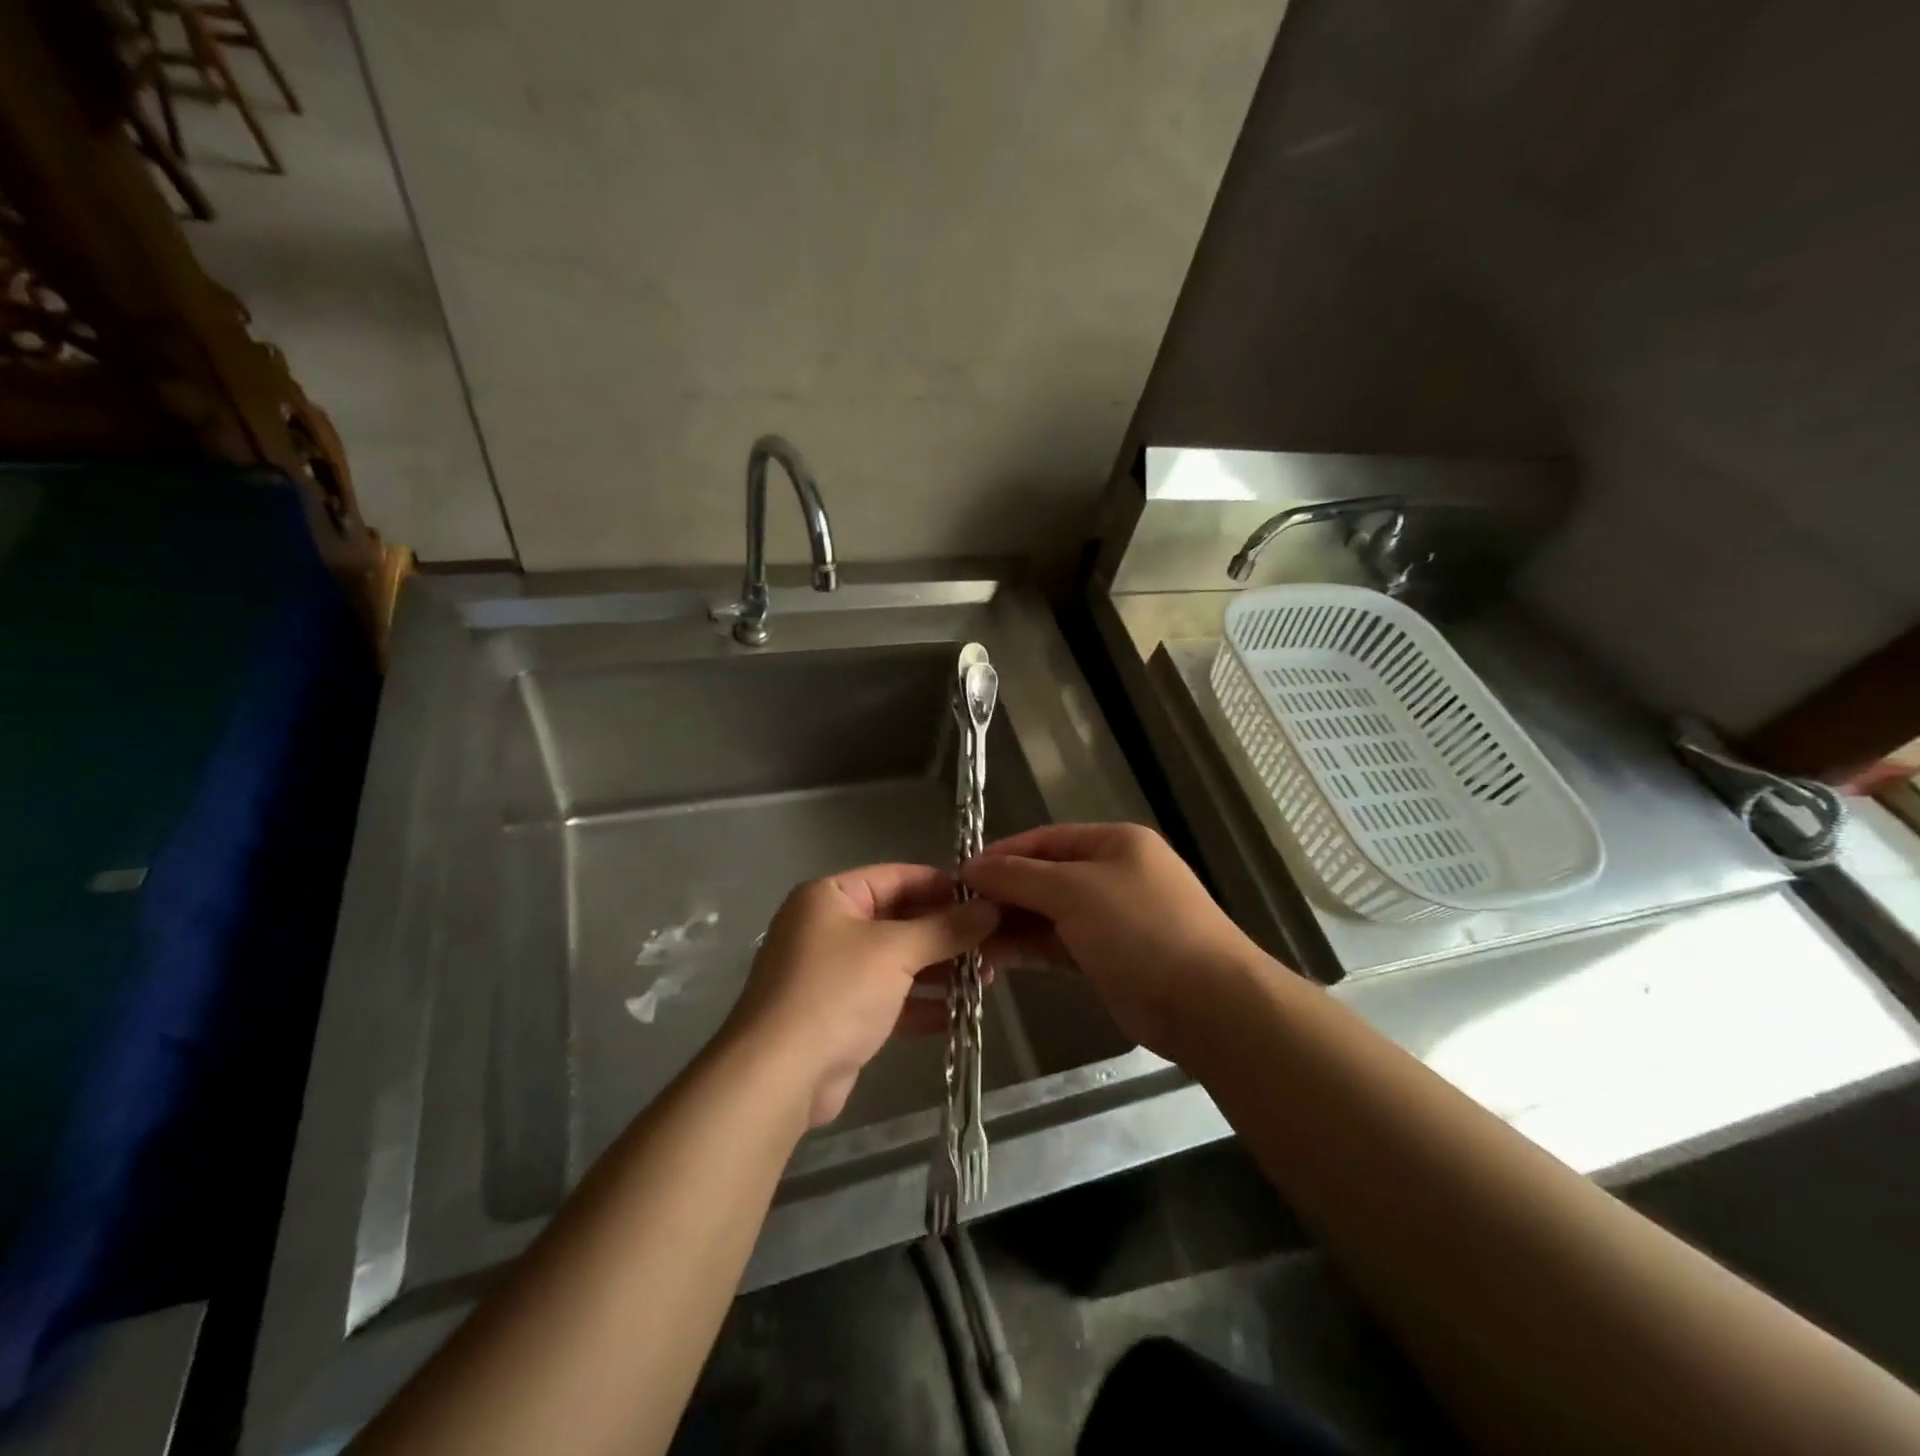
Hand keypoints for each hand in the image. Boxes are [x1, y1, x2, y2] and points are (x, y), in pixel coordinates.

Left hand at [723, 864, 997, 1127]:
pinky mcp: (839, 1016)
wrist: (778, 1077)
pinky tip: (959, 1013)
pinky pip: (889, 999)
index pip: (897, 877)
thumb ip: (945, 928)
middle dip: (946, 933)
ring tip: (987, 977)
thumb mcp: (895, 951)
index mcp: (830, 897)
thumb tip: (991, 908)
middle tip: (994, 942)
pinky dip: (921, 1003)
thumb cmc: (835, 992)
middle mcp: (828, 928)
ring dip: (939, 969)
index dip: (943, 886)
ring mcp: (832, 974)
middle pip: (899, 919)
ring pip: (897, 962)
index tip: (986, 899)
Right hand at [963, 823, 1264, 1061]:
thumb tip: (972, 867)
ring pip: (1047, 914)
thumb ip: (1020, 877)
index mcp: (1113, 843)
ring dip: (1010, 925)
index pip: (1045, 840)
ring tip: (968, 943)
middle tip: (958, 916)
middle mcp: (1111, 874)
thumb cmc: (1141, 929)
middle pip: (1044, 877)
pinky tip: (993, 960)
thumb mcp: (1075, 891)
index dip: (1002, 855)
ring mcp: (1110, 918)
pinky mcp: (1106, 958)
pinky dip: (1028, 949)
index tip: (960, 876)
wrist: (1206, 1004)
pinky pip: (1057, 944)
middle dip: (1003, 894)